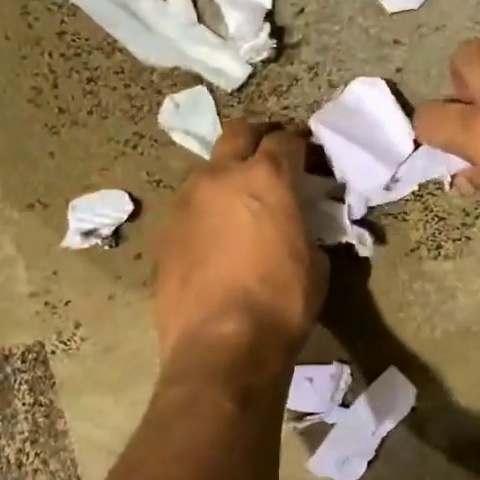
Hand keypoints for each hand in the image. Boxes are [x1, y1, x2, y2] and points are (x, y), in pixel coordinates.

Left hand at [154, 121, 327, 370]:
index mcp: (265, 178)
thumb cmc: (281, 302)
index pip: (285, 140)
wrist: (221, 344)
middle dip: (257, 138)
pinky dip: (205, 212)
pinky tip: (213, 239)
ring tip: (237, 204)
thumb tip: (296, 227)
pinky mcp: (164, 232)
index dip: (300, 144)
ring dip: (225, 177)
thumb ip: (304, 229)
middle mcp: (220, 177)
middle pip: (238, 134)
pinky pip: (188, 208)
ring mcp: (185, 202)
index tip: (308, 156)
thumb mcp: (315, 263)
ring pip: (207, 170)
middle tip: (270, 158)